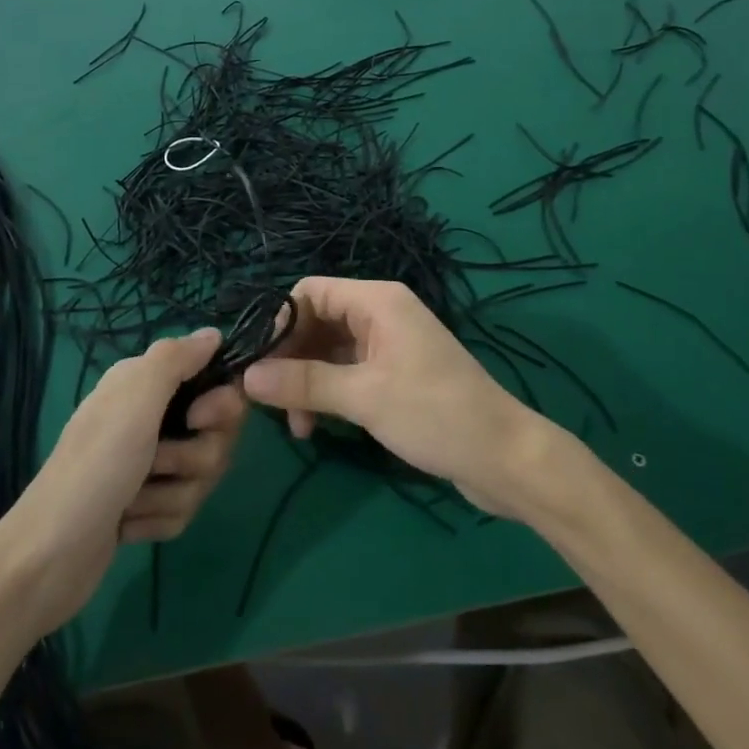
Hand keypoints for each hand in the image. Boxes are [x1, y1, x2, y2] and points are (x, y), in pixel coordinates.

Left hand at [0, 328, 246, 634]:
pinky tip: (128, 525)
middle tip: (157, 463)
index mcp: (147, 384)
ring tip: (134, 501)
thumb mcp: (135, 398)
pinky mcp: (147, 506)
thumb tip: (214, 333)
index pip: (217, 382)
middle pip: (217, 433)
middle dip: (195, 456)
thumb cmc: (96, 466)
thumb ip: (175, 358)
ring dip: (172, 493)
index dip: (221, 404)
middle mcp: (151, 417)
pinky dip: (159, 519)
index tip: (198, 419)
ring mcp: (150, 465)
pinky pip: (185, 508)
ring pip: (203, 474)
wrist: (48, 558)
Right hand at [242, 277, 549, 518]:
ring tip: (296, 427)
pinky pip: (348, 372)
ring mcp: (390, 345)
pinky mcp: (396, 374)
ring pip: (330, 350)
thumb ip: (303, 382)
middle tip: (269, 401)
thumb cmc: (435, 414)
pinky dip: (328, 393)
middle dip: (291, 358)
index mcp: (377, 301)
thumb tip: (246, 376)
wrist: (502, 457)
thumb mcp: (364, 397)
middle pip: (317, 321)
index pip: (310, 292)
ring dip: (307, 381)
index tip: (258, 364)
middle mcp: (382, 314)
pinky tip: (316, 426)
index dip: (280, 323)